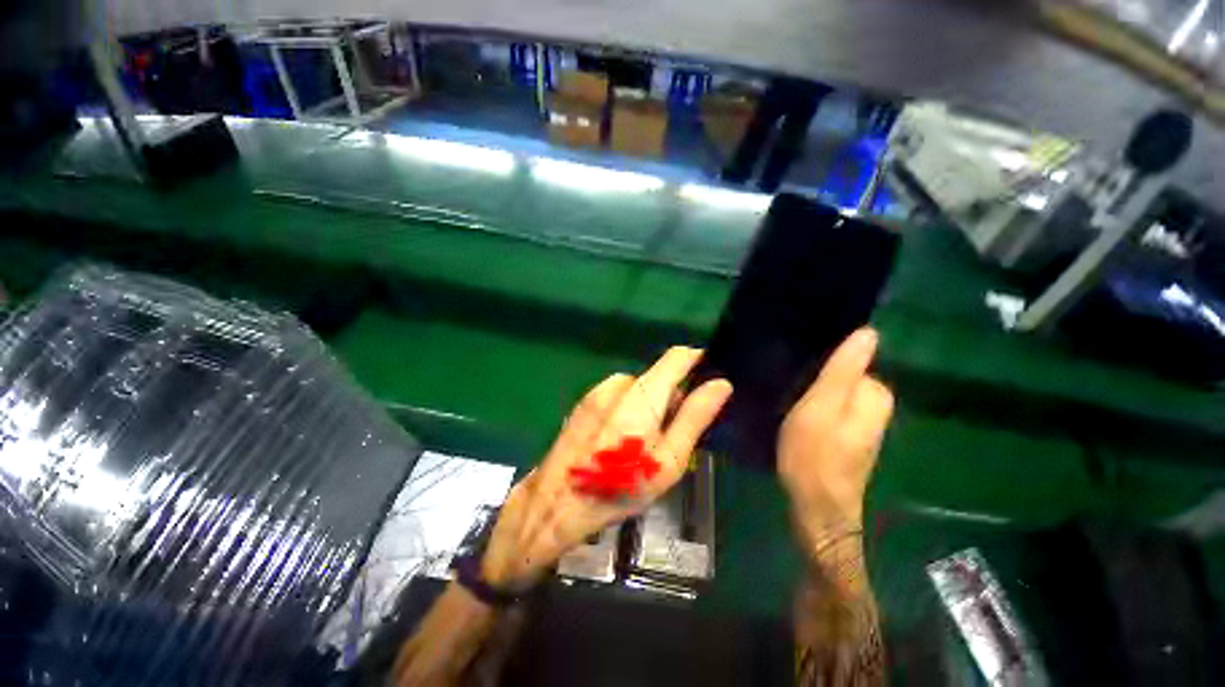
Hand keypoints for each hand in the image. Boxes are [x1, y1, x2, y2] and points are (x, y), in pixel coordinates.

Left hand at [481, 347, 731, 587]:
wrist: (556, 501)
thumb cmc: (620, 486)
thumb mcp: (668, 460)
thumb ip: (694, 417)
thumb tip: (721, 384)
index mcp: (642, 395)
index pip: (676, 357)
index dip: (697, 360)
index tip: (708, 379)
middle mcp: (619, 384)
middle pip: (657, 376)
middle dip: (671, 397)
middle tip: (670, 435)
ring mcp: (598, 390)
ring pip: (638, 387)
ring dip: (648, 405)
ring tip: (641, 442)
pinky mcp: (585, 400)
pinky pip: (618, 395)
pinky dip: (628, 408)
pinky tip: (618, 439)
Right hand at [779, 328, 892, 535]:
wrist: (816, 506)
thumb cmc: (815, 454)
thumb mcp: (823, 407)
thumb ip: (844, 370)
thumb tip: (868, 332)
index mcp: (874, 393)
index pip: (851, 355)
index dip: (822, 352)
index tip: (794, 357)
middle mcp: (874, 403)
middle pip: (842, 370)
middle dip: (815, 369)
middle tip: (784, 376)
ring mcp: (860, 419)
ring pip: (833, 386)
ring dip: (810, 384)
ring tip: (783, 388)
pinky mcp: (845, 430)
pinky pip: (829, 401)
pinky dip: (811, 399)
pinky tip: (791, 405)